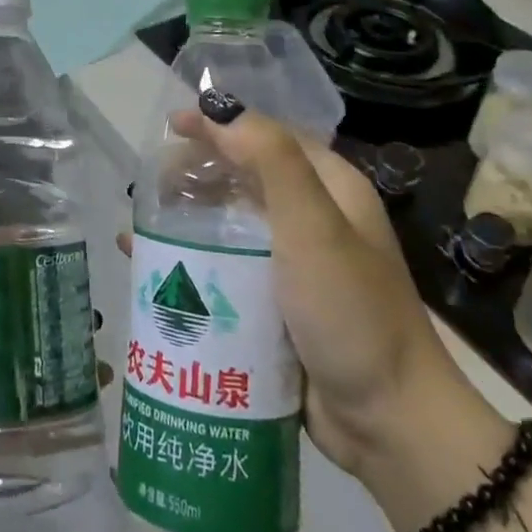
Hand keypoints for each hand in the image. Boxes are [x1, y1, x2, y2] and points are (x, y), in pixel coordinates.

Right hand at [164, 97, 463, 473]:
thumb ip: (270, 159)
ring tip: (142, 224)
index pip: (267, 136)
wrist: (389, 425)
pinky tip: (154, 269)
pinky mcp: (275, 306)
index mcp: (330, 189)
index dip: (220, 124)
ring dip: (187, 218)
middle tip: (150, 184)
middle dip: (195, 173)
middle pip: (242, 179)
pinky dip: (190, 262)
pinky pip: (224, 269)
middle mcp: (312, 219)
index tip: (170, 126)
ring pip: (228, 225)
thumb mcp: (313, 226)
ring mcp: (293, 266)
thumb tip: (218, 107)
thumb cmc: (350, 311)